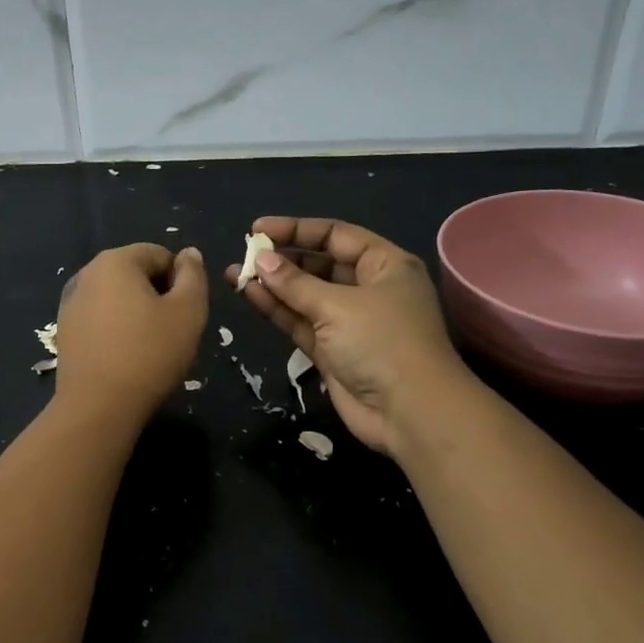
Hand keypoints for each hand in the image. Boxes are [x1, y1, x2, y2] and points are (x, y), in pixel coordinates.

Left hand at [55, 244, 207, 423]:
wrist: (98, 407)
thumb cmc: (150, 353)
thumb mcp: (188, 312)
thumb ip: (193, 276)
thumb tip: (189, 254)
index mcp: (116, 260)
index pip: (160, 255)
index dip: (180, 281)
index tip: (184, 314)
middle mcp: (87, 273)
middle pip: (136, 273)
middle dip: (158, 295)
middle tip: (171, 331)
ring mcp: (70, 302)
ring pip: (117, 297)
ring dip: (137, 313)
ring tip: (148, 347)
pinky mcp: (65, 330)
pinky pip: (100, 318)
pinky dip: (116, 329)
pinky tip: (125, 357)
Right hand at [227, 218, 466, 453]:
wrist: (409, 412)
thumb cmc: (382, 343)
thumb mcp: (337, 305)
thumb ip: (294, 282)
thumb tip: (261, 260)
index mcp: (385, 265)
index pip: (336, 236)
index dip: (296, 230)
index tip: (258, 230)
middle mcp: (369, 289)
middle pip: (319, 264)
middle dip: (282, 259)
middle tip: (245, 254)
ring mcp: (350, 322)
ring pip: (305, 295)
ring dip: (273, 285)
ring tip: (234, 273)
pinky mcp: (333, 350)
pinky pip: (301, 321)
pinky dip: (277, 309)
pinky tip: (248, 295)